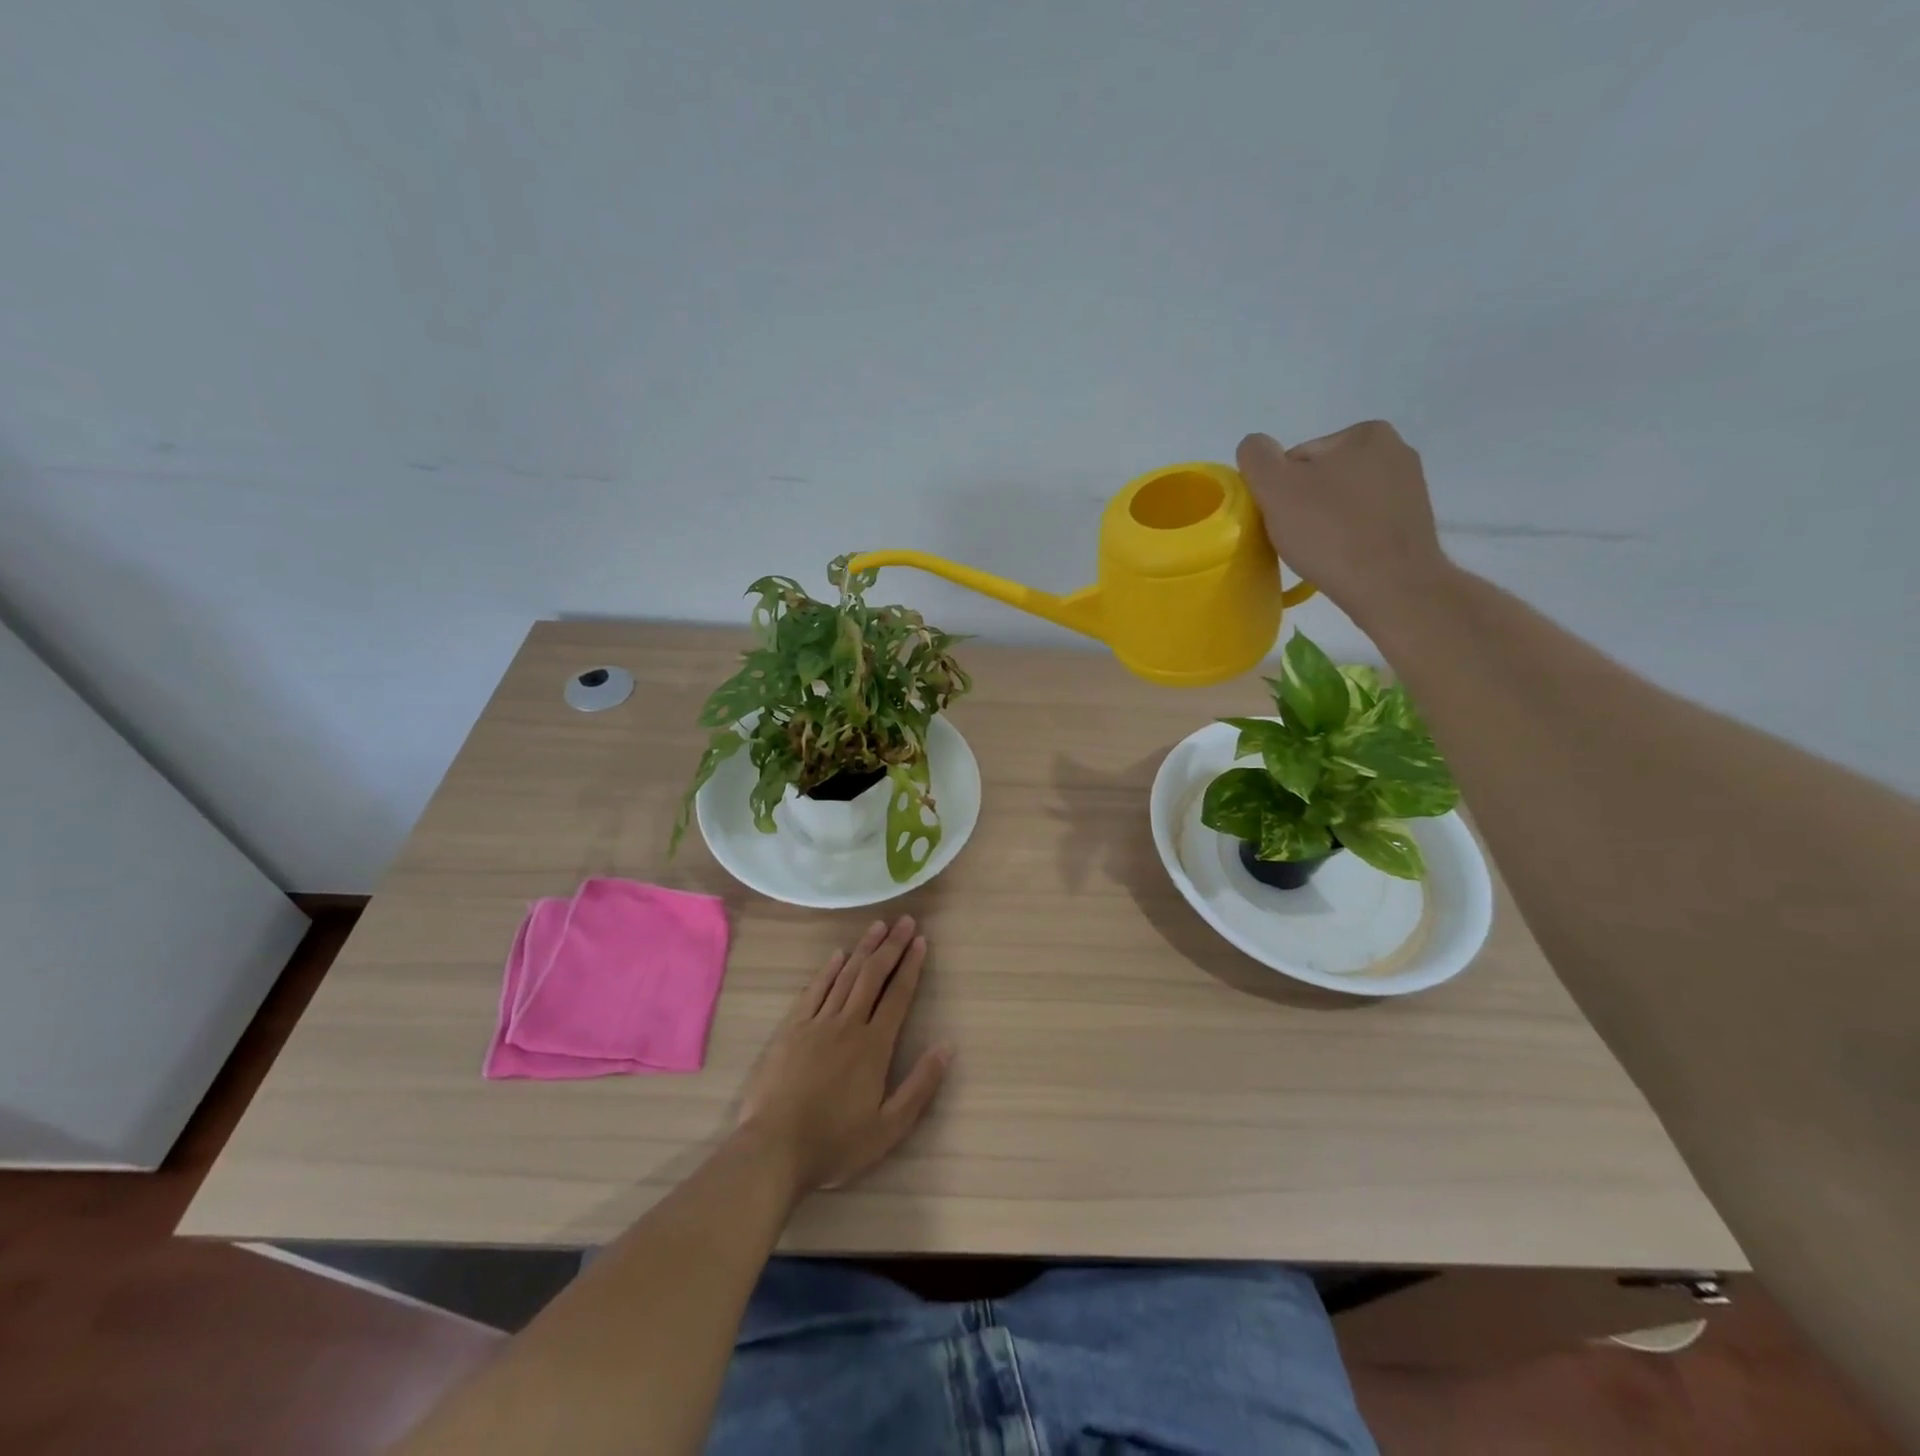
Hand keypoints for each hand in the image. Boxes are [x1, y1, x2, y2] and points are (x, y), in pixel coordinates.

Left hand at [735, 916, 951, 1198]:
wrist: (773, 1149)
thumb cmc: (835, 1144)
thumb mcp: (888, 1128)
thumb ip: (919, 1086)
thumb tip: (946, 1046)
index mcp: (874, 1046)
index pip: (898, 996)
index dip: (911, 966)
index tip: (921, 941)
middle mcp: (848, 1025)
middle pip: (873, 976)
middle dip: (892, 947)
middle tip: (905, 921)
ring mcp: (816, 1023)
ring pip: (845, 976)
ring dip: (863, 949)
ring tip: (878, 927)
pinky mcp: (791, 1030)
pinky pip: (814, 991)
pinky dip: (828, 970)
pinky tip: (837, 956)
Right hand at [1238, 422, 1449, 624]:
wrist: (1392, 587)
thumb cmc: (1331, 533)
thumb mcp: (1276, 488)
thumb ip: (1257, 457)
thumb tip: (1255, 446)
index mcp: (1365, 434)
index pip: (1297, 459)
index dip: (1278, 491)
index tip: (1280, 520)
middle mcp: (1394, 451)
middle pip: (1320, 479)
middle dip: (1302, 506)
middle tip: (1296, 540)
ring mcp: (1408, 488)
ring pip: (1341, 503)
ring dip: (1323, 524)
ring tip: (1318, 552)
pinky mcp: (1411, 523)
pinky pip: (1362, 524)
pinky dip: (1346, 538)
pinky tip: (1340, 558)